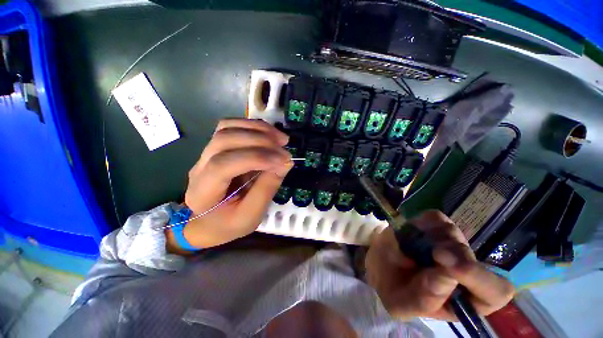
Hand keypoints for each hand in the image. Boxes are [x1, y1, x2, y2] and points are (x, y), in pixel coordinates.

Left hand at [170, 118, 292, 250]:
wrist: (205, 222)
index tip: (283, 160)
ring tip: (280, 138)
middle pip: (224, 140)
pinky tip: (268, 133)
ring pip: (226, 128)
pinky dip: (252, 126)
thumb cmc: (227, 224)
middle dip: (260, 140)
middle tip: (285, 148)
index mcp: (203, 192)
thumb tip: (285, 162)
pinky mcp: (215, 148)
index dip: (257, 158)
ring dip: (257, 129)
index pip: (224, 165)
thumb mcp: (251, 215)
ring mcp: (205, 154)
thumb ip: (267, 188)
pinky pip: (230, 127)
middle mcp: (199, 167)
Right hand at [365, 210, 513, 320]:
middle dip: (450, 254)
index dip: (478, 279)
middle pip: (470, 256)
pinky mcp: (434, 225)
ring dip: (427, 238)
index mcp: (464, 298)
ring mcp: (449, 243)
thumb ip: (424, 299)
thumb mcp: (401, 304)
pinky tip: (409, 233)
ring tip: (407, 247)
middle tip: (431, 252)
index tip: (447, 265)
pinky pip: (433, 218)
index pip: (495, 292)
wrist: (377, 261)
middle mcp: (463, 269)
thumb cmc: (392, 288)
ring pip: (451, 233)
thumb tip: (446, 276)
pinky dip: (419, 223)